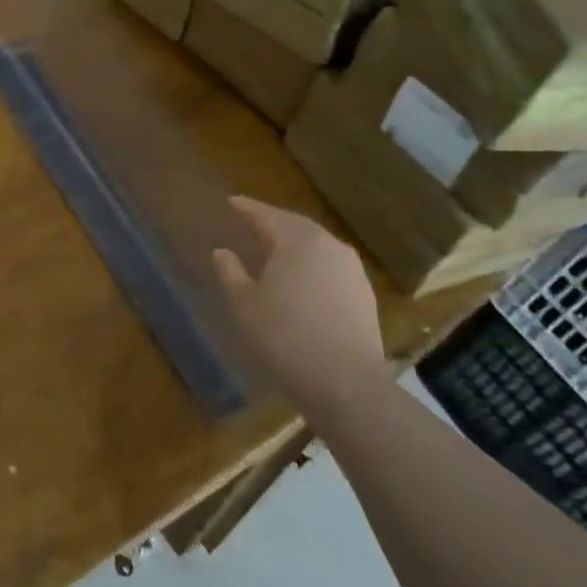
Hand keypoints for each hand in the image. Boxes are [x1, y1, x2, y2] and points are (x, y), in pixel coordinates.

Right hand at [213, 196, 385, 417]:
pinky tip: (301, 278)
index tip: (231, 201)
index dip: (247, 208)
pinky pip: (330, 266)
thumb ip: (231, 273)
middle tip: (251, 221)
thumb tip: (222, 252)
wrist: (347, 384)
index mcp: (298, 241)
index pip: (267, 215)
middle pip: (296, 226)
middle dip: (272, 222)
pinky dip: (311, 264)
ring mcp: (352, 270)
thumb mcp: (245, 305)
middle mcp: (330, 246)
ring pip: (316, 246)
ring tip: (274, 248)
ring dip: (294, 243)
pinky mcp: (364, 294)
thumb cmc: (286, 338)